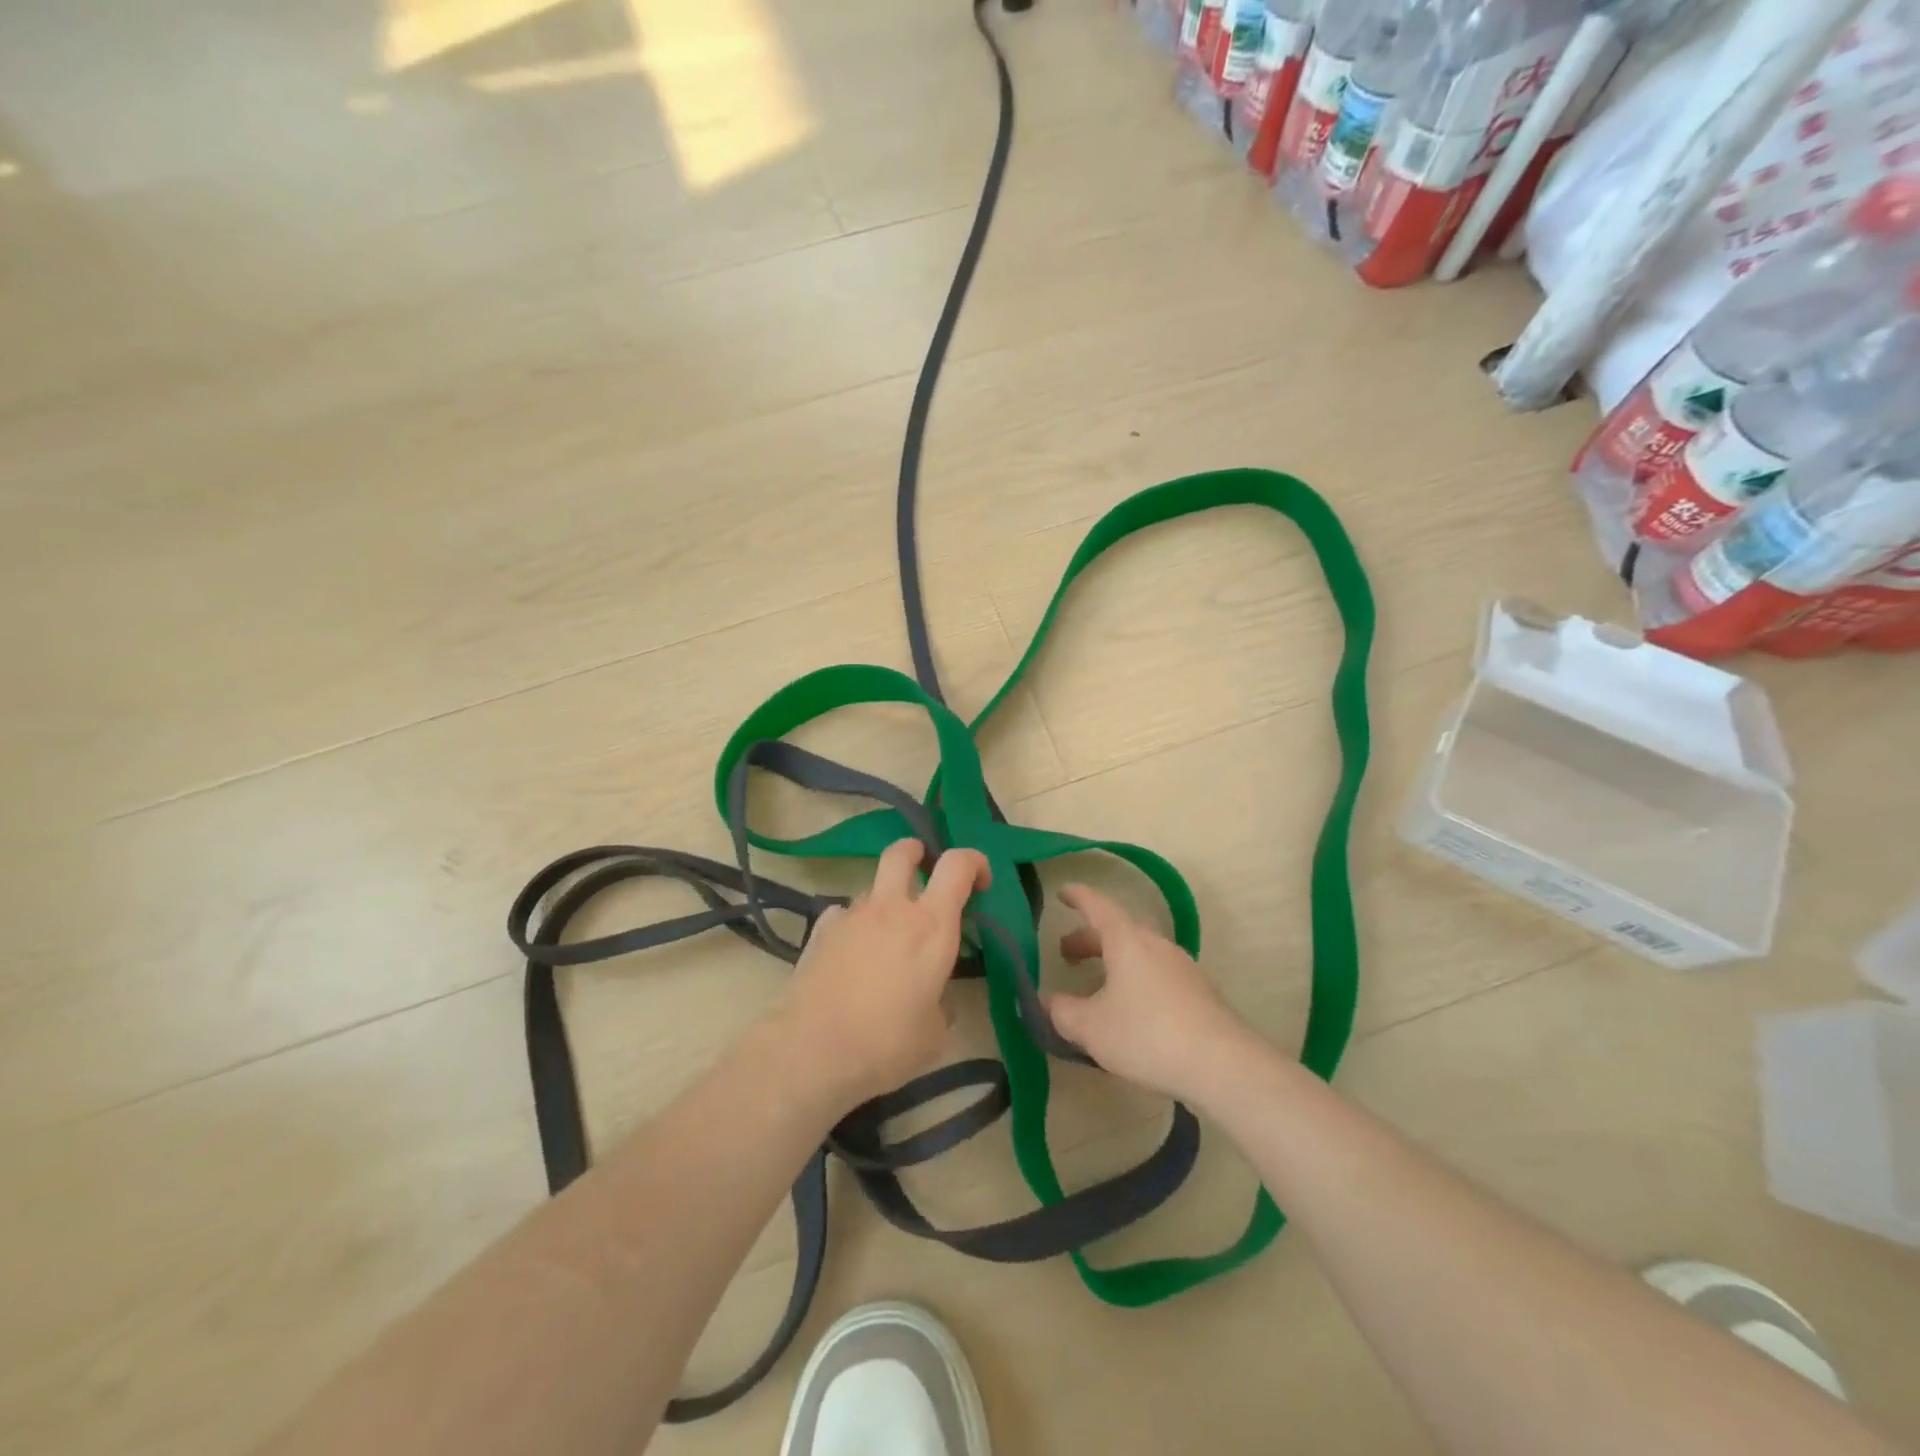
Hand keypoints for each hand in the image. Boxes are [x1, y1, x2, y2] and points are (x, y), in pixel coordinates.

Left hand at [777, 838, 990, 1108]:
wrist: (812, 1051)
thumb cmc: (887, 1043)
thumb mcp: (935, 1034)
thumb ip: (941, 1004)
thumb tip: (934, 1000)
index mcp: (932, 925)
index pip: (958, 865)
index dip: (975, 862)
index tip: (981, 882)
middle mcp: (892, 908)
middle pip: (902, 852)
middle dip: (917, 852)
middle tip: (925, 870)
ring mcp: (851, 915)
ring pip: (872, 887)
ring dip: (885, 900)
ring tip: (886, 938)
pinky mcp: (819, 931)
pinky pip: (843, 915)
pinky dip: (853, 926)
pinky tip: (850, 954)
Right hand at [1046, 884, 1261, 1101]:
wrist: (1223, 1065)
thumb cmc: (1147, 1035)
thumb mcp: (1091, 1028)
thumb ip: (1063, 1012)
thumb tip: (1049, 1002)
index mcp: (1127, 940)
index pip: (1097, 906)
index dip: (1077, 897)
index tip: (1062, 892)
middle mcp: (1156, 944)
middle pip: (1119, 930)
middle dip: (1090, 938)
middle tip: (1067, 953)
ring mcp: (1183, 967)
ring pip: (1140, 952)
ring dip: (1115, 961)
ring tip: (1098, 986)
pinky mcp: (1200, 993)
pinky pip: (1158, 974)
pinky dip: (1136, 980)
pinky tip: (1132, 1010)